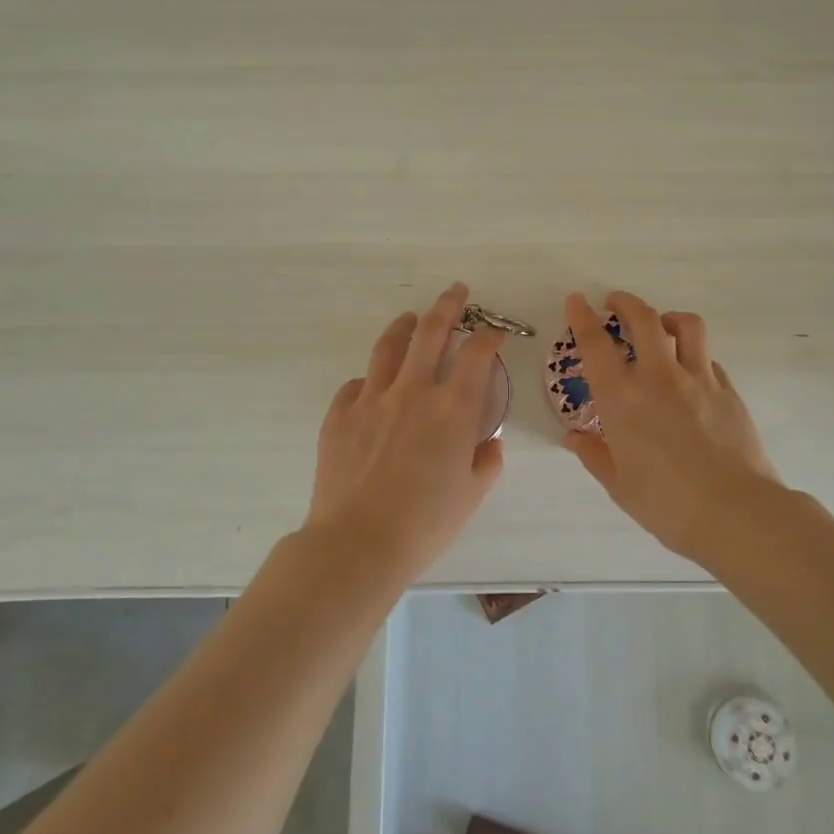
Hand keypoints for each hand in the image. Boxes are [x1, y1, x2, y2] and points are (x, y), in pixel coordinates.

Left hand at [305, 283, 505, 583]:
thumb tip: (489, 443)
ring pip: (389, 346)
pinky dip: (369, 380)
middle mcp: (413, 391)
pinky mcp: (340, 413)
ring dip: (404, 326)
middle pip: (431, 331)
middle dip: (448, 305)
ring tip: (411, 318)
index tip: (494, 332)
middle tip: (456, 291)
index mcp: (452, 408)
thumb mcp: (471, 496)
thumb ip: (486, 462)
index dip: (489, 335)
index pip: (477, 354)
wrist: (358, 542)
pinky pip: (356, 384)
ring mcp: (372, 398)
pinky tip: (372, 386)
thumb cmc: (425, 523)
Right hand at [561, 291, 781, 563]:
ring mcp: (699, 379)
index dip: (582, 317)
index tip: (576, 301)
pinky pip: (708, 359)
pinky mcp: (728, 390)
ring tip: (660, 325)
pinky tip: (690, 375)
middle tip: (615, 303)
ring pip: (686, 325)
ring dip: (667, 317)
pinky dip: (694, 355)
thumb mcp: (619, 485)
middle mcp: (658, 377)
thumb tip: (574, 438)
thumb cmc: (667, 505)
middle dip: (625, 302)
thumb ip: (594, 455)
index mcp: (622, 399)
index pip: (595, 344)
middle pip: (643, 318)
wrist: (737, 513)